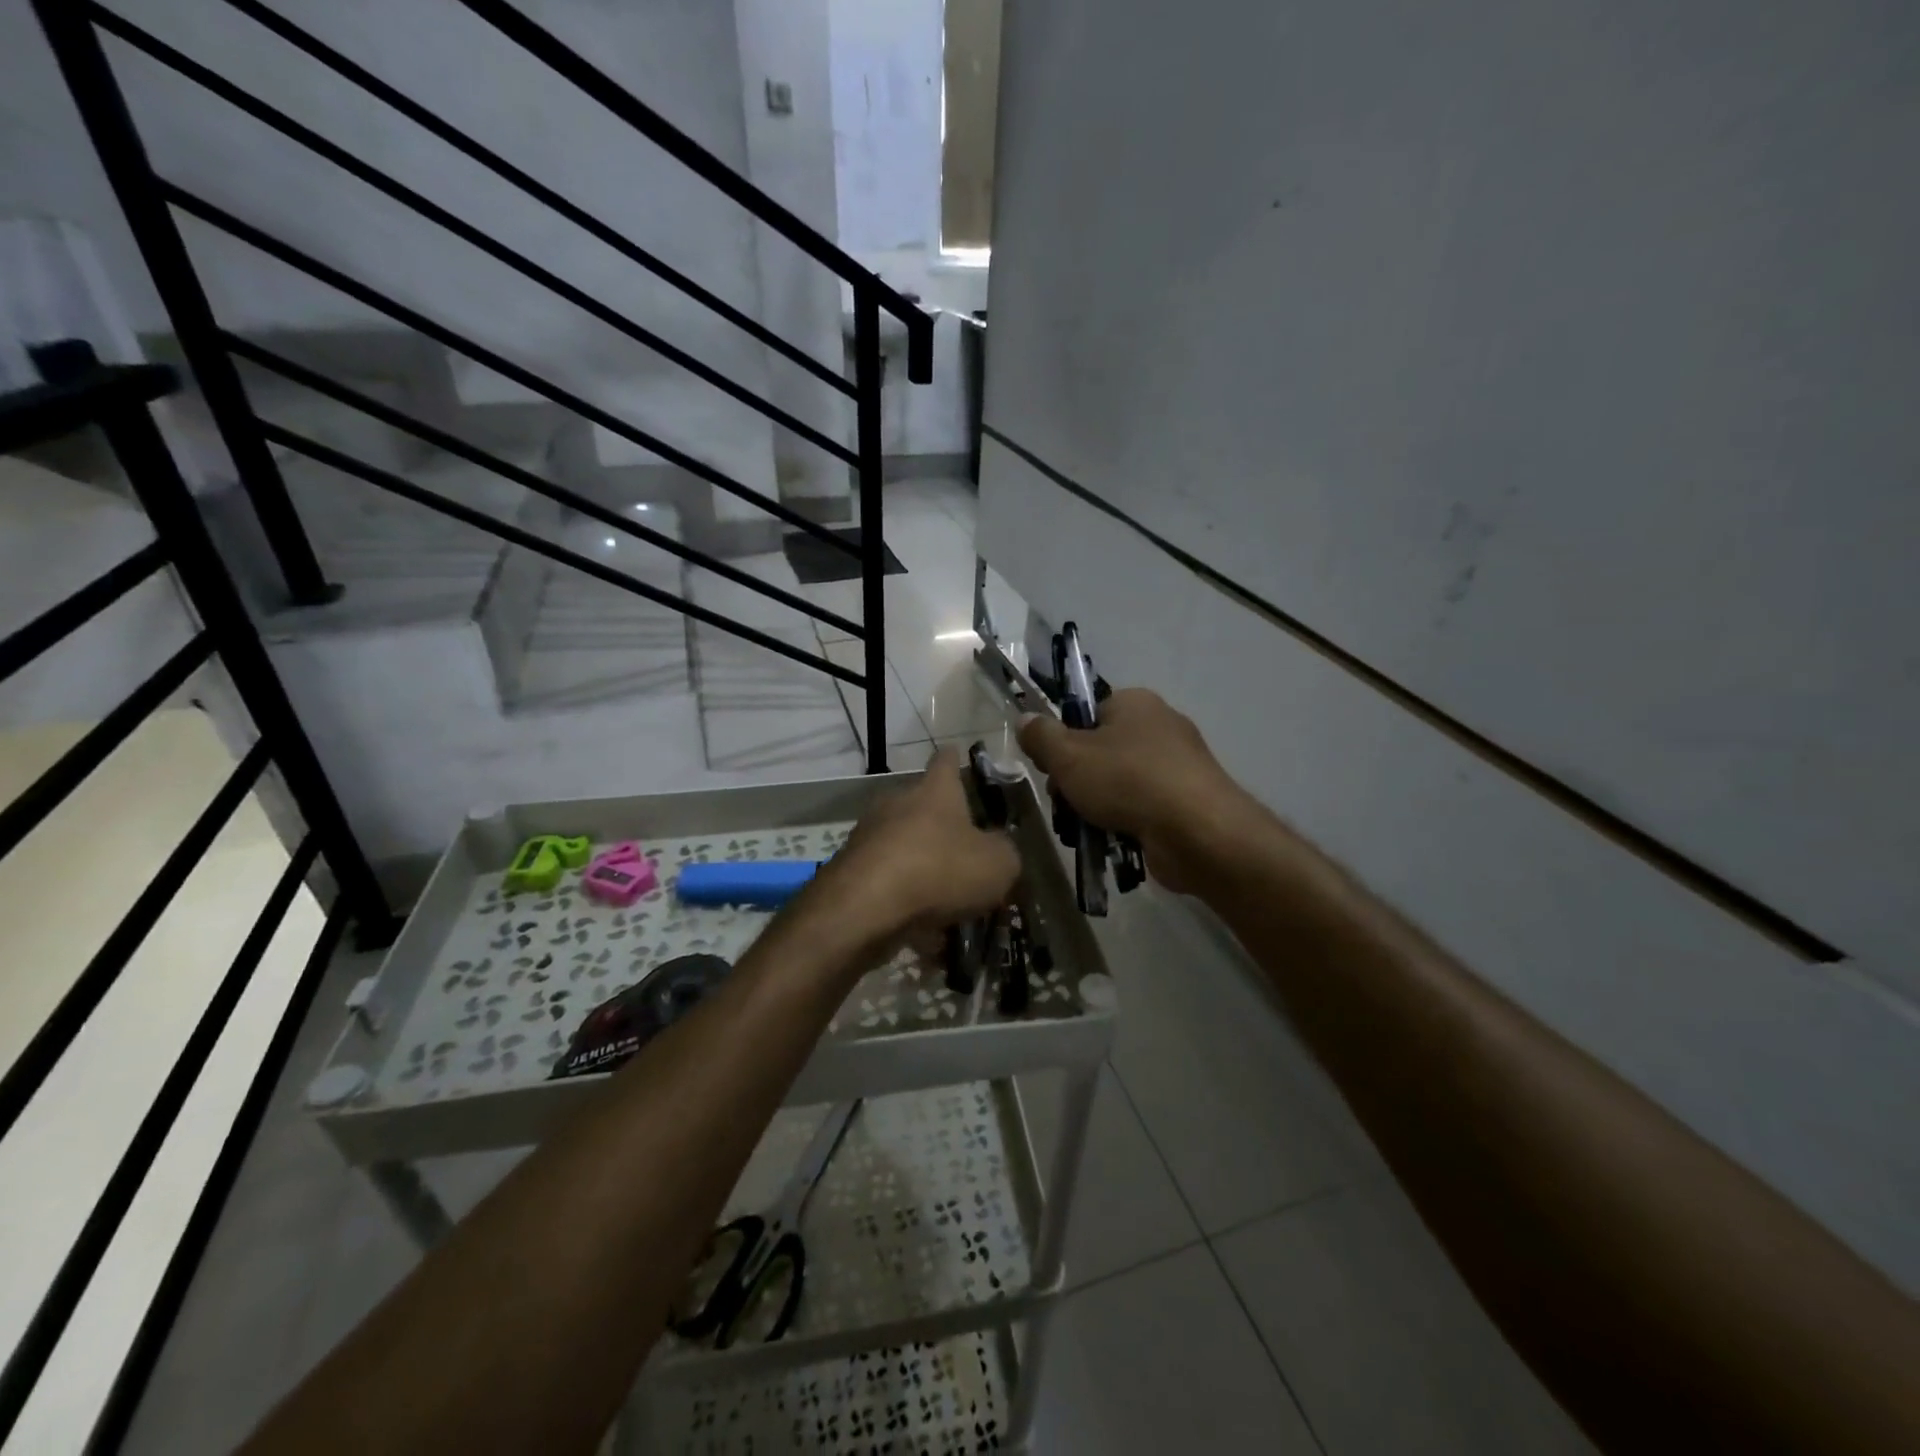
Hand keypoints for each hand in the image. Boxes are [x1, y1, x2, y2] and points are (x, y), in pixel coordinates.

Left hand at [812, 746, 1020, 946]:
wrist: (865, 908)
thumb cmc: (940, 870)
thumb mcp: (998, 864)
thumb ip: (1005, 851)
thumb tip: (998, 848)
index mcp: (934, 791)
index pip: (946, 761)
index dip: (956, 759)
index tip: (959, 756)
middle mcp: (897, 804)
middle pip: (922, 806)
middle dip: (943, 828)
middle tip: (968, 853)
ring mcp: (869, 836)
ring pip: (904, 847)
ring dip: (924, 868)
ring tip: (949, 903)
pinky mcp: (851, 872)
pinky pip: (888, 882)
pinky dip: (905, 901)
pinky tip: (924, 935)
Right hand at [1017, 688, 1256, 893]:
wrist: (1197, 832)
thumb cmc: (1127, 781)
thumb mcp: (1068, 756)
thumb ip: (1040, 736)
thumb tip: (1026, 720)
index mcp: (1135, 703)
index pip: (1087, 714)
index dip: (1063, 741)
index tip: (1051, 769)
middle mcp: (1160, 726)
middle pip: (1100, 751)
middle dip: (1076, 781)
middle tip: (1065, 803)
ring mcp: (1178, 766)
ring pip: (1118, 783)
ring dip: (1095, 807)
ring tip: (1085, 830)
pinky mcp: (1187, 801)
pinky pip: (1142, 807)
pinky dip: (1124, 823)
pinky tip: (1112, 841)